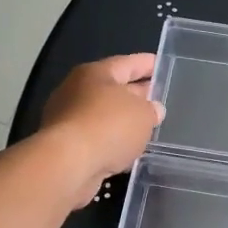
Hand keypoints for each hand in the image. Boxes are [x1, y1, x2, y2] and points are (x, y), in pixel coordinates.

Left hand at [39, 54, 164, 208]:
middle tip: (158, 99)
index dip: (147, 64)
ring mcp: (68, 118)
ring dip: (124, 121)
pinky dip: (112, 142)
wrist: (68, 164)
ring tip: (147, 128)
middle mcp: (77, 91)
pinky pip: (97, 138)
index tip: (162, 67)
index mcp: (96, 73)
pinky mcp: (66, 145)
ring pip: (104, 115)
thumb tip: (153, 109)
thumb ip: (151, 110)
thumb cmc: (109, 126)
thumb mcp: (143, 114)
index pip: (127, 63)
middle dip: (136, 94)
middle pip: (113, 88)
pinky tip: (128, 151)